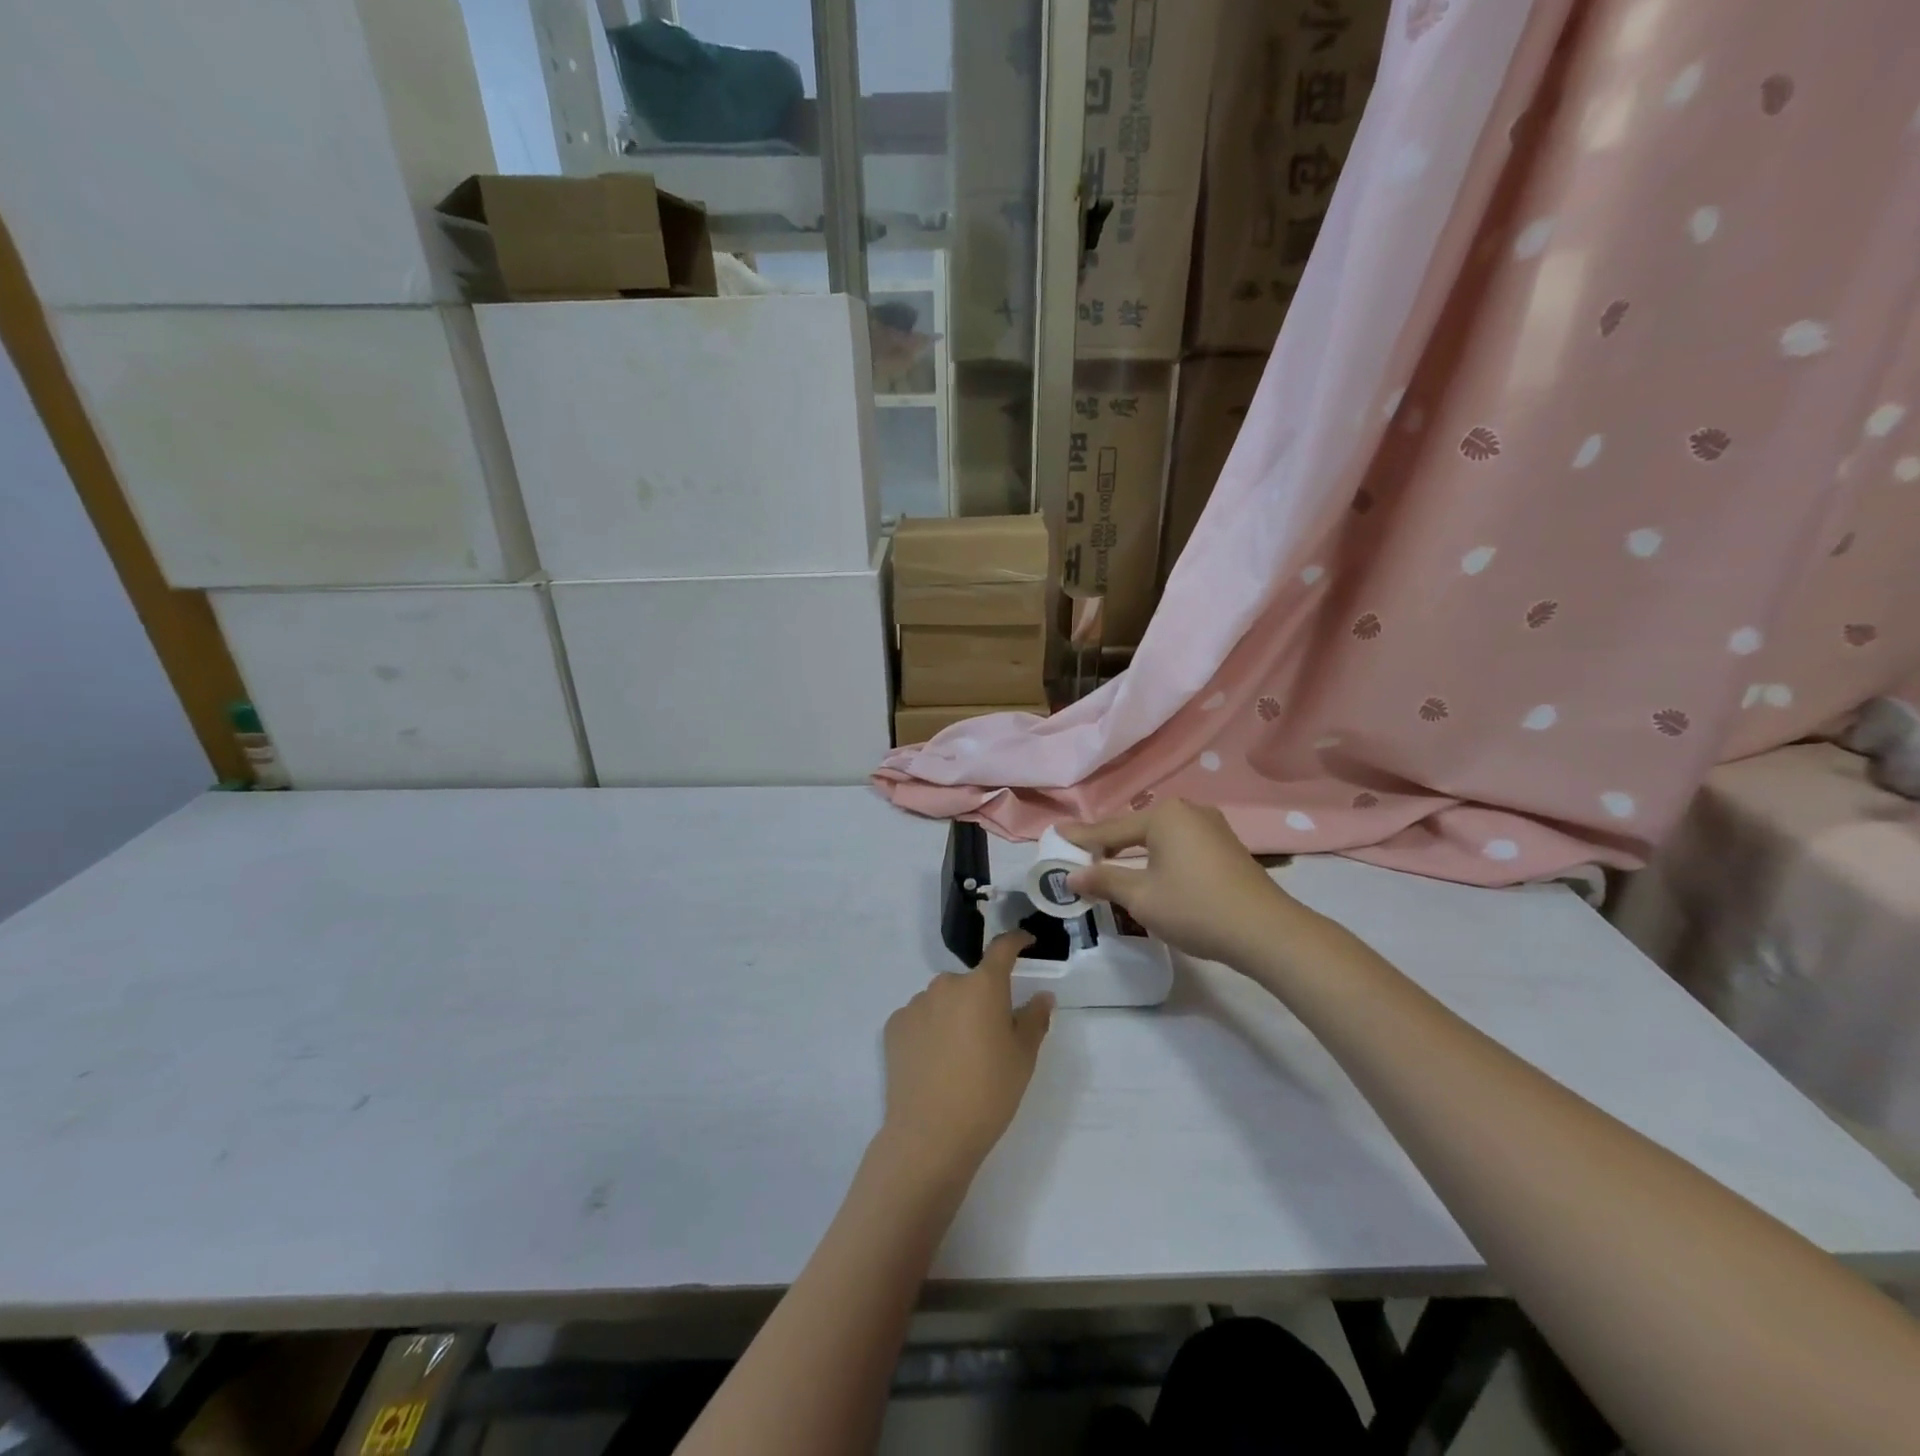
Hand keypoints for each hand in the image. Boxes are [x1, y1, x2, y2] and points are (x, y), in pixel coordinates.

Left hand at [880, 932, 1051, 1180]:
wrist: (930, 1135)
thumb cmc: (988, 1093)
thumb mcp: (1023, 1058)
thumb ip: (1034, 1019)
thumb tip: (1042, 996)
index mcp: (983, 986)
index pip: (1002, 948)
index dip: (1016, 941)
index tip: (1025, 942)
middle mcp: (946, 984)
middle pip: (971, 983)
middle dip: (982, 1000)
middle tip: (991, 1036)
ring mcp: (916, 1003)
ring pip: (943, 1000)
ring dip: (954, 1014)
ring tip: (959, 1056)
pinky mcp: (894, 1025)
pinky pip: (920, 1018)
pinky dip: (929, 1030)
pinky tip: (934, 1062)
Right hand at [1063, 800, 1305, 968]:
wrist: (1267, 932)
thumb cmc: (1195, 908)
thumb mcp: (1141, 897)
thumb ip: (1104, 880)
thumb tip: (1072, 875)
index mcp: (1164, 815)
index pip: (1110, 829)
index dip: (1081, 839)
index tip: (1055, 837)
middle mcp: (1188, 811)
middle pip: (1134, 829)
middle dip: (1107, 844)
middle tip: (1079, 855)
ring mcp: (1211, 827)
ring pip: (1159, 838)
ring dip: (1133, 852)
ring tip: (1108, 863)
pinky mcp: (1226, 847)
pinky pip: (1179, 846)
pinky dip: (1158, 857)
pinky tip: (1148, 871)